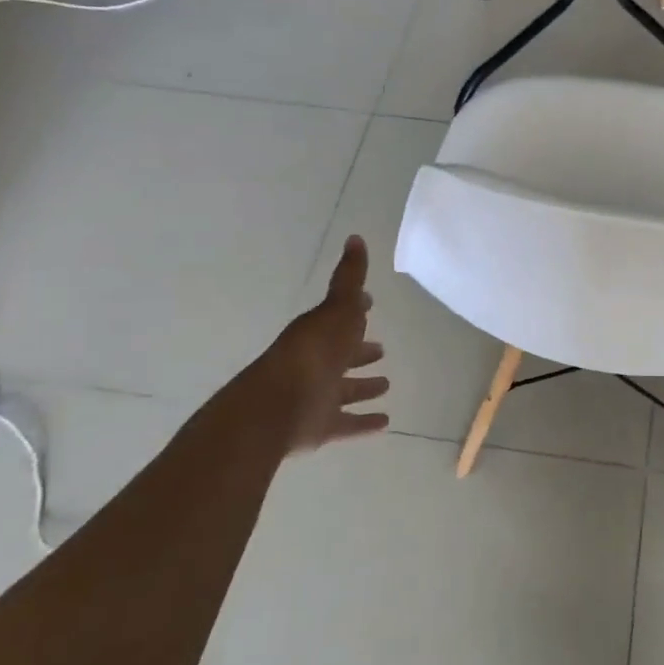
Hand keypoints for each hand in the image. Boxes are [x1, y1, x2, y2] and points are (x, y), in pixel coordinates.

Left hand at [240, 236, 390, 452]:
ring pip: (345, 391)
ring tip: (386, 385)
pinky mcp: (321, 427)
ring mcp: (318, 396)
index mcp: (319, 332)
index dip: (356, 311)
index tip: (370, 305)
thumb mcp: (336, 308)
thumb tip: (355, 237)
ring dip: (364, 388)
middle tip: (381, 349)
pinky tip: (386, 423)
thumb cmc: (312, 351)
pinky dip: (365, 424)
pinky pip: (348, 424)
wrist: (277, 406)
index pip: (340, 317)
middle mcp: (317, 363)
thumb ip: (349, 277)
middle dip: (360, 351)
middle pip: (342, 355)